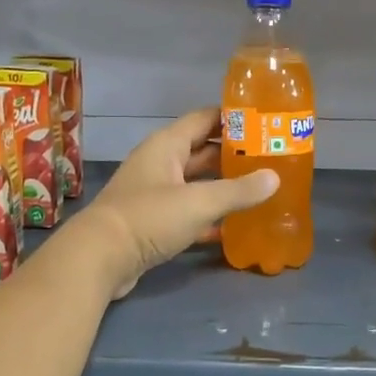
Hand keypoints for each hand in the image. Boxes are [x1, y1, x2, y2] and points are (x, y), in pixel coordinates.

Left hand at [78, 108, 278, 297]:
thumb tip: (274, 178)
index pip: (204, 119)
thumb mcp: (198, 202)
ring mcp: (156, 195)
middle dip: (234, 154)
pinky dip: (210, 218)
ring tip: (261, 190)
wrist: (101, 258)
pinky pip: (189, 213)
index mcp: (167, 146)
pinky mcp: (154, 224)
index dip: (233, 117)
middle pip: (203, 152)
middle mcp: (160, 164)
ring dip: (224, 187)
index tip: (265, 120)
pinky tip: (236, 226)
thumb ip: (238, 190)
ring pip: (197, 184)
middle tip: (271, 159)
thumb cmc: (149, 218)